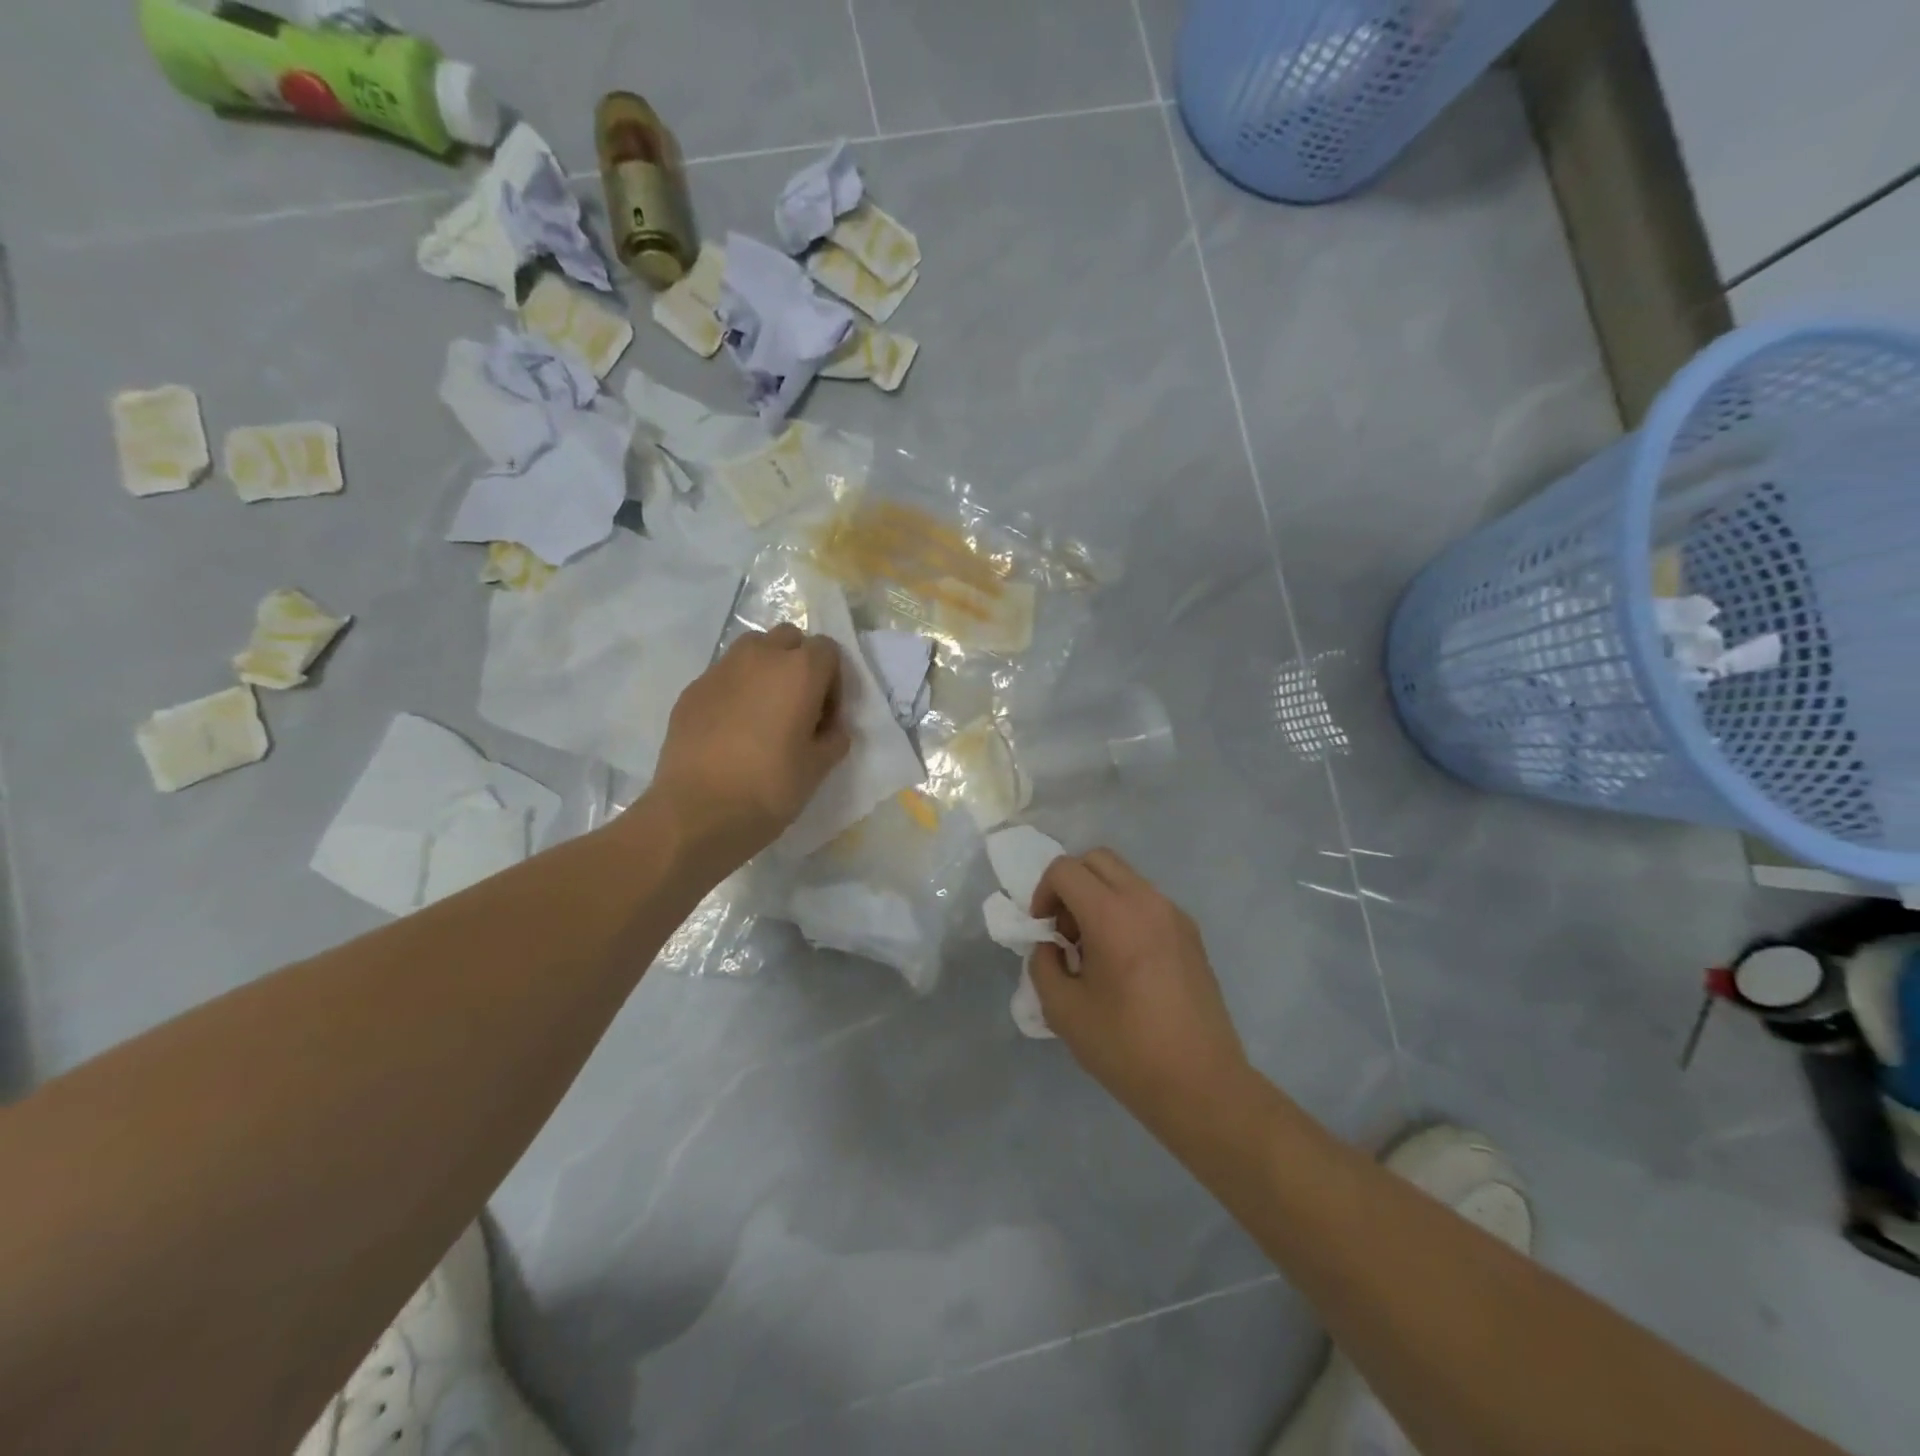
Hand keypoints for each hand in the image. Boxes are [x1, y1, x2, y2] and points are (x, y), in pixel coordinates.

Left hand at [651, 624, 850, 869]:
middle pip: (789, 639)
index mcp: (799, 670)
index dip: (834, 681)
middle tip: (798, 707)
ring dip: (765, 671)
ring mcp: (720, 670)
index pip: (828, 650)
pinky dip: (735, 692)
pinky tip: (732, 732)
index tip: (826, 716)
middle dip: (799, 664)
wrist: (697, 813)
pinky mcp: (692, 690)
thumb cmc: (769, 788)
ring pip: (752, 651)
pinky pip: (723, 677)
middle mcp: (760, 657)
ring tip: (764, 715)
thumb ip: (834, 737)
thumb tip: (830, 727)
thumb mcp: (819, 767)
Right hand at [1030, 849, 1248, 1123]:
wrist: (1201, 1085)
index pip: (1065, 870)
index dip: (1043, 893)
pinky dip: (1124, 912)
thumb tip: (1051, 946)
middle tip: (1066, 932)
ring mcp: (1174, 915)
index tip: (1044, 932)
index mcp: (1113, 915)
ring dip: (1098, 898)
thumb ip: (1044, 964)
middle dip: (1070, 886)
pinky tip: (1124, 963)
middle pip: (1097, 860)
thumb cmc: (1126, 1049)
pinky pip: (1147, 901)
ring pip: (1124, 878)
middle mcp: (1147, 901)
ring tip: (1094, 951)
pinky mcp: (1191, 934)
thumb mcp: (1063, 1010)